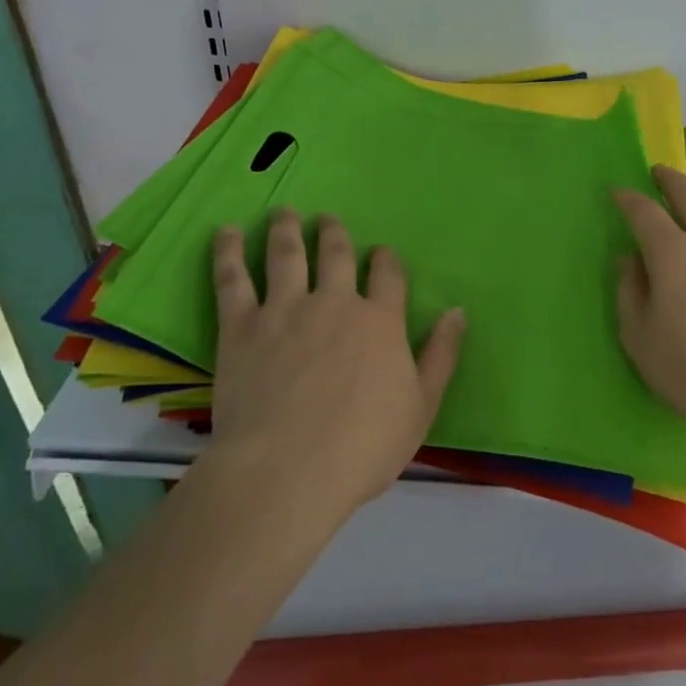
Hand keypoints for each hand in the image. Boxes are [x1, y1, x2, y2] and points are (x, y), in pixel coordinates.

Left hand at [206, 210, 465, 517]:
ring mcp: (286, 310)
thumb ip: (441, 355)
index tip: (381, 252)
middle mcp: (335, 302)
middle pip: (336, 254)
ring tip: (284, 212)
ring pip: (287, 254)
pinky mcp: (242, 327)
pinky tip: (227, 232)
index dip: (385, 259)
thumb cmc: (362, 448)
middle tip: (326, 218)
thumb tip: (458, 311)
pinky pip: (233, 279)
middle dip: (333, 232)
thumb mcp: (421, 407)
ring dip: (286, 229)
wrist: (286, 473)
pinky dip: (229, 252)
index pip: (388, 274)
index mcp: (380, 320)